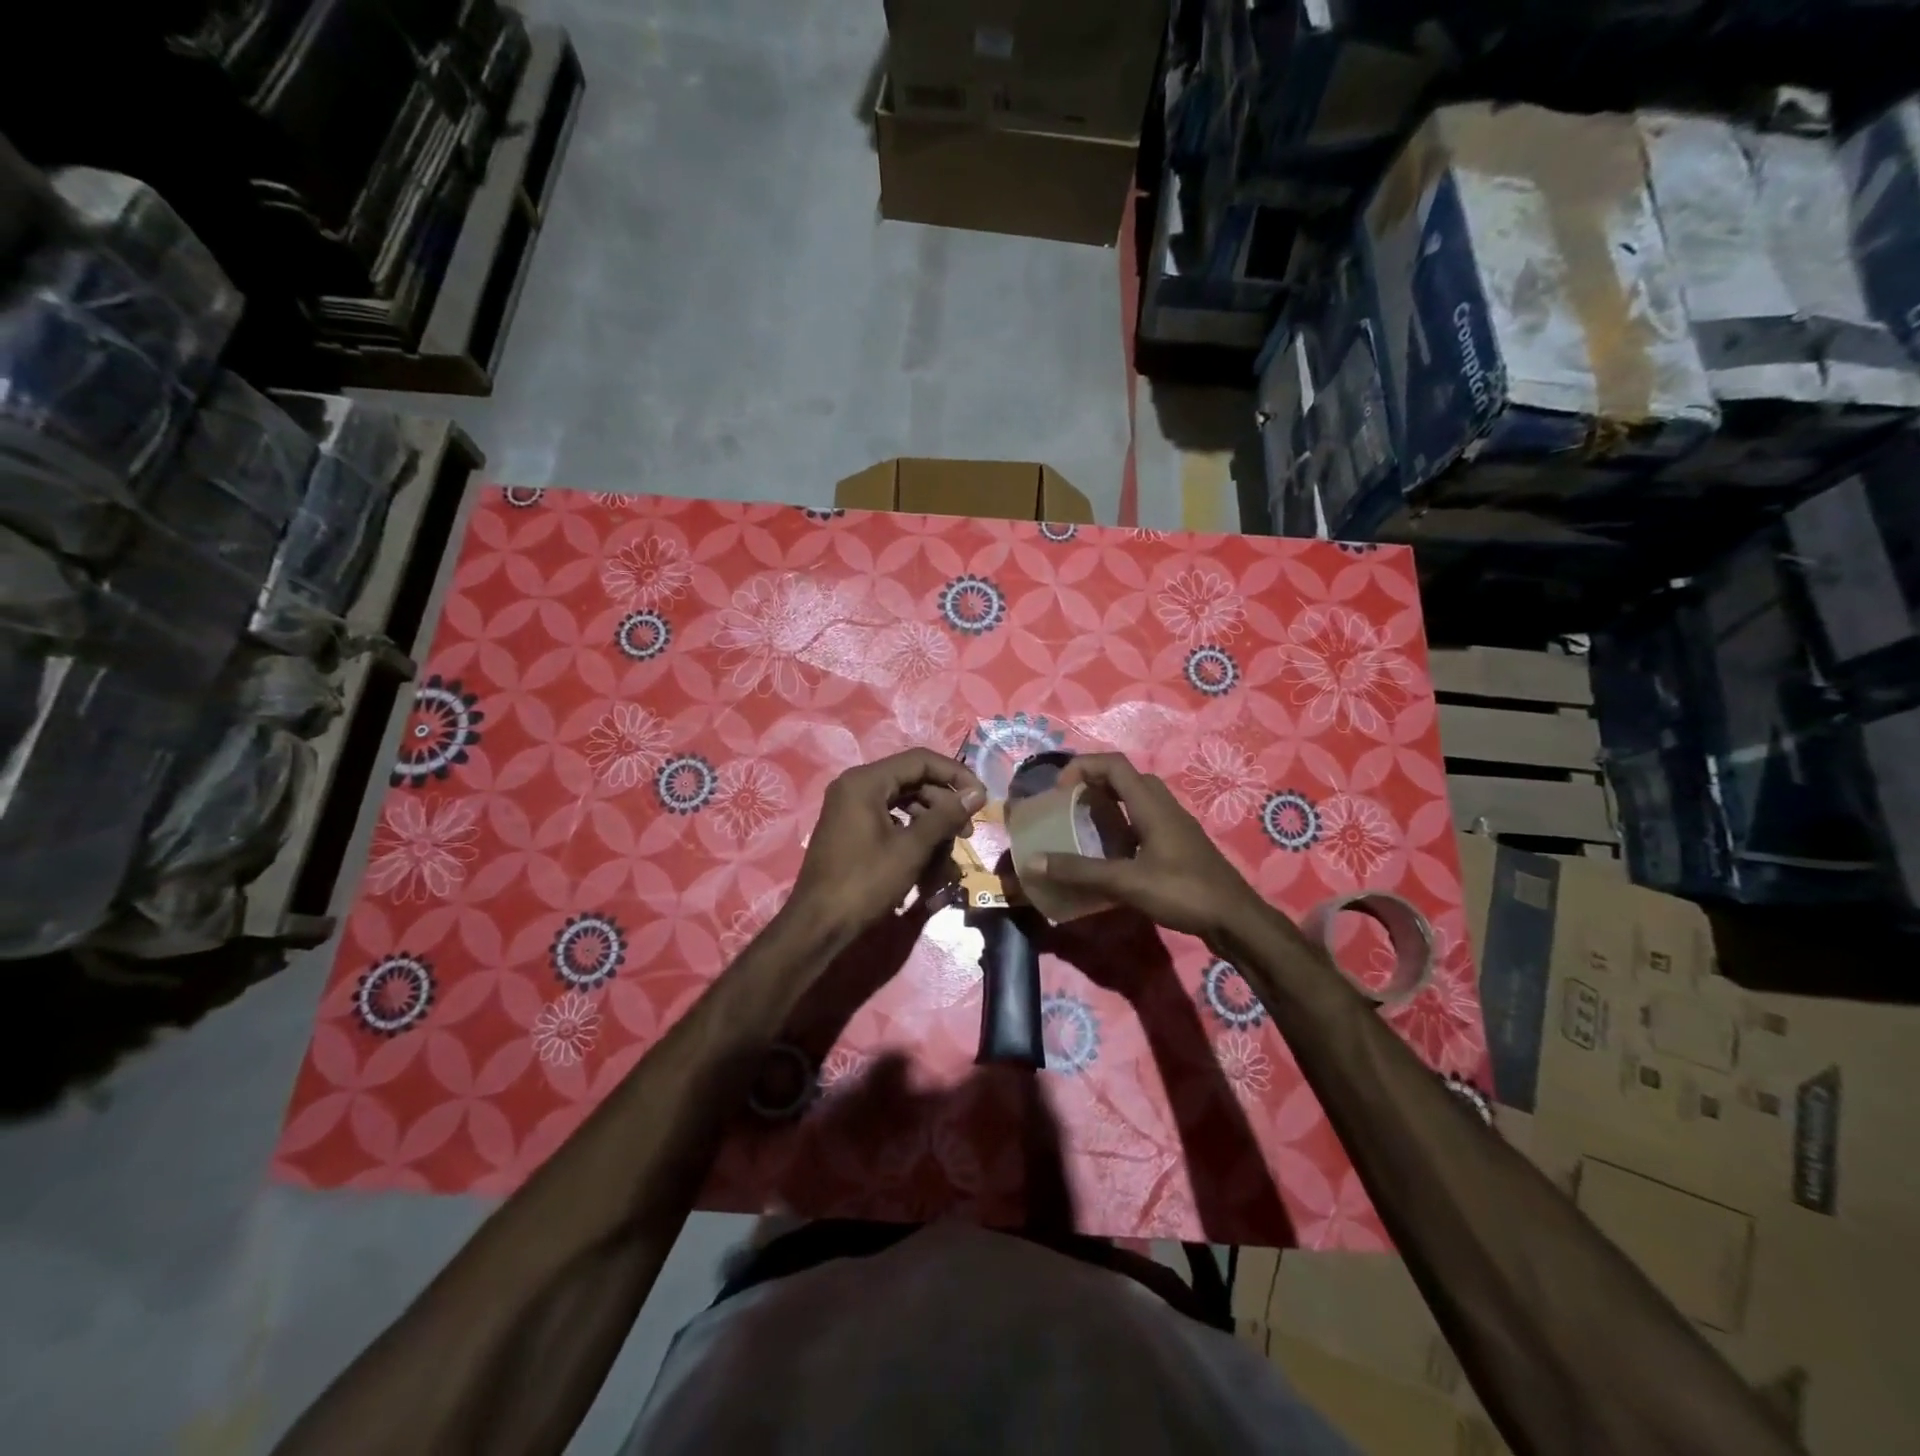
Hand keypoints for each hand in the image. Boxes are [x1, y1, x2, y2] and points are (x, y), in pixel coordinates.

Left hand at [789, 749, 986, 941]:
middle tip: (967, 833)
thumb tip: (977, 794)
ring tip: (948, 858)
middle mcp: (856, 787)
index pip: (921, 761)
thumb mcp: (911, 849)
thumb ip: (945, 816)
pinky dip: (912, 838)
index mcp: (866, 782)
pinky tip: (926, 864)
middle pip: (913, 782)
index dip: (956, 775)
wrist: (818, 925)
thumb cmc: (865, 882)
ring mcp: (851, 809)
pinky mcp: (852, 831)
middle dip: (944, 807)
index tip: (981, 798)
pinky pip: (890, 823)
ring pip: (904, 805)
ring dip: (931, 827)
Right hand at [1025, 753, 1266, 942]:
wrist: (1235, 918)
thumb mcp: (1127, 882)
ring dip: (1108, 802)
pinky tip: (1112, 852)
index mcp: (1151, 805)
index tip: (1059, 789)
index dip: (1083, 766)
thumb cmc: (1184, 892)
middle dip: (1093, 782)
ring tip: (1084, 825)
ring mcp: (1174, 825)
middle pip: (1125, 777)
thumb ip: (1080, 871)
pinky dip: (1122, 823)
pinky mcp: (1178, 844)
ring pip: (1137, 798)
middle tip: (1068, 804)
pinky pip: (1144, 819)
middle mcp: (1164, 806)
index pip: (1114, 764)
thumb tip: (1034, 860)